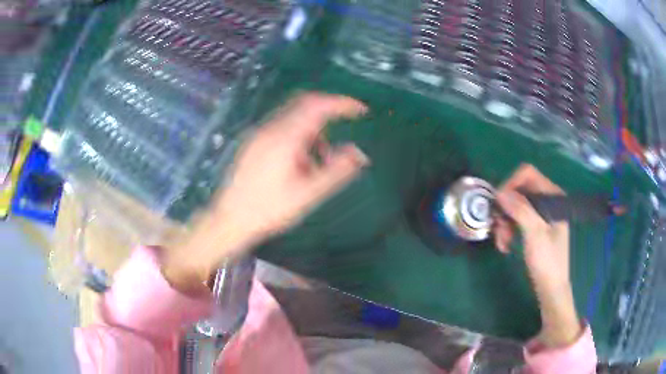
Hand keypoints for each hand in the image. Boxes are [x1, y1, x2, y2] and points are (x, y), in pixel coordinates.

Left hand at [162, 93, 369, 293]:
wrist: (229, 219)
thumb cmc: (269, 210)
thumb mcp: (308, 194)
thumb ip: (337, 171)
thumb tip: (360, 153)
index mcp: (285, 137)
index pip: (318, 106)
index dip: (342, 103)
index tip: (361, 110)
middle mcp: (270, 128)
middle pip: (304, 104)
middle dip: (328, 112)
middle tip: (345, 125)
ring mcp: (259, 134)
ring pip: (293, 117)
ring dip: (313, 128)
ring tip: (321, 160)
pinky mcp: (253, 143)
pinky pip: (281, 128)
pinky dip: (299, 135)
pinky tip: (300, 162)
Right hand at [493, 164, 581, 347]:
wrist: (551, 288)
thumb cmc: (547, 262)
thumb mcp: (535, 234)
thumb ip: (520, 210)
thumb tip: (500, 193)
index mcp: (553, 196)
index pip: (528, 174)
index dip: (510, 184)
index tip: (498, 204)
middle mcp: (547, 200)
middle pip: (519, 190)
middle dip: (506, 208)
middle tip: (497, 227)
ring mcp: (541, 213)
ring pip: (515, 205)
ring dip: (504, 222)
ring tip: (501, 242)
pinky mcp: (535, 225)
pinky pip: (516, 218)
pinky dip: (508, 229)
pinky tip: (505, 245)